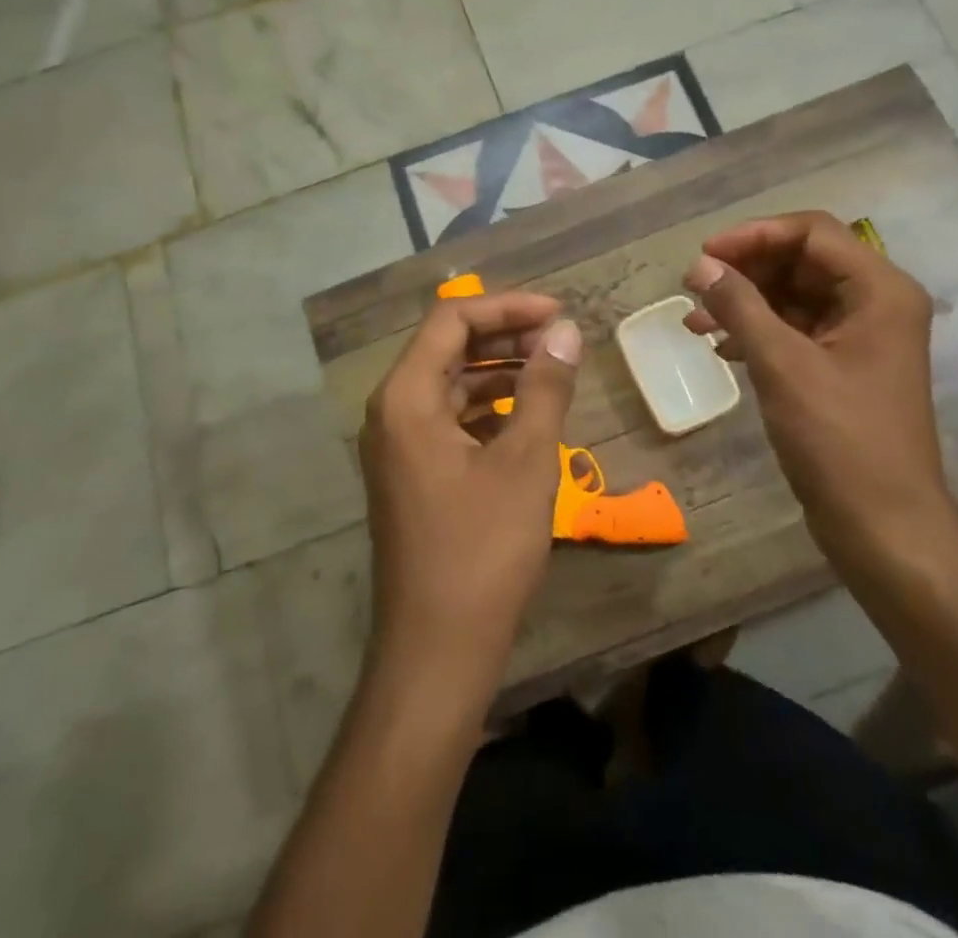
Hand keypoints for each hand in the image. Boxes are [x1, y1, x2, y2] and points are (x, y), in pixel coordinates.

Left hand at [358, 291, 582, 698]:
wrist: (436, 652)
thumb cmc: (482, 550)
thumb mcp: (526, 462)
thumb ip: (545, 387)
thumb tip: (565, 332)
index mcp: (407, 396)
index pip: (451, 319)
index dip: (507, 306)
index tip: (558, 313)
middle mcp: (392, 410)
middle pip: (447, 347)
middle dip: (504, 335)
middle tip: (559, 340)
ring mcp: (398, 444)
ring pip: (450, 383)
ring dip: (498, 371)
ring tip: (551, 372)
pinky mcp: (412, 472)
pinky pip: (449, 418)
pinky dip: (487, 407)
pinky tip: (526, 417)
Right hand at [681, 212, 957, 574]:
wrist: (884, 527)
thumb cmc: (840, 439)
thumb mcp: (782, 364)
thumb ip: (740, 305)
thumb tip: (699, 266)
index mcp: (879, 290)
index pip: (812, 232)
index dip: (754, 235)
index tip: (704, 254)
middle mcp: (876, 302)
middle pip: (803, 260)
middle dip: (746, 270)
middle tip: (695, 286)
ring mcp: (861, 336)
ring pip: (795, 295)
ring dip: (746, 302)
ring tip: (696, 322)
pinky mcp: (844, 366)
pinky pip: (797, 329)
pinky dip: (759, 331)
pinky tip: (721, 348)